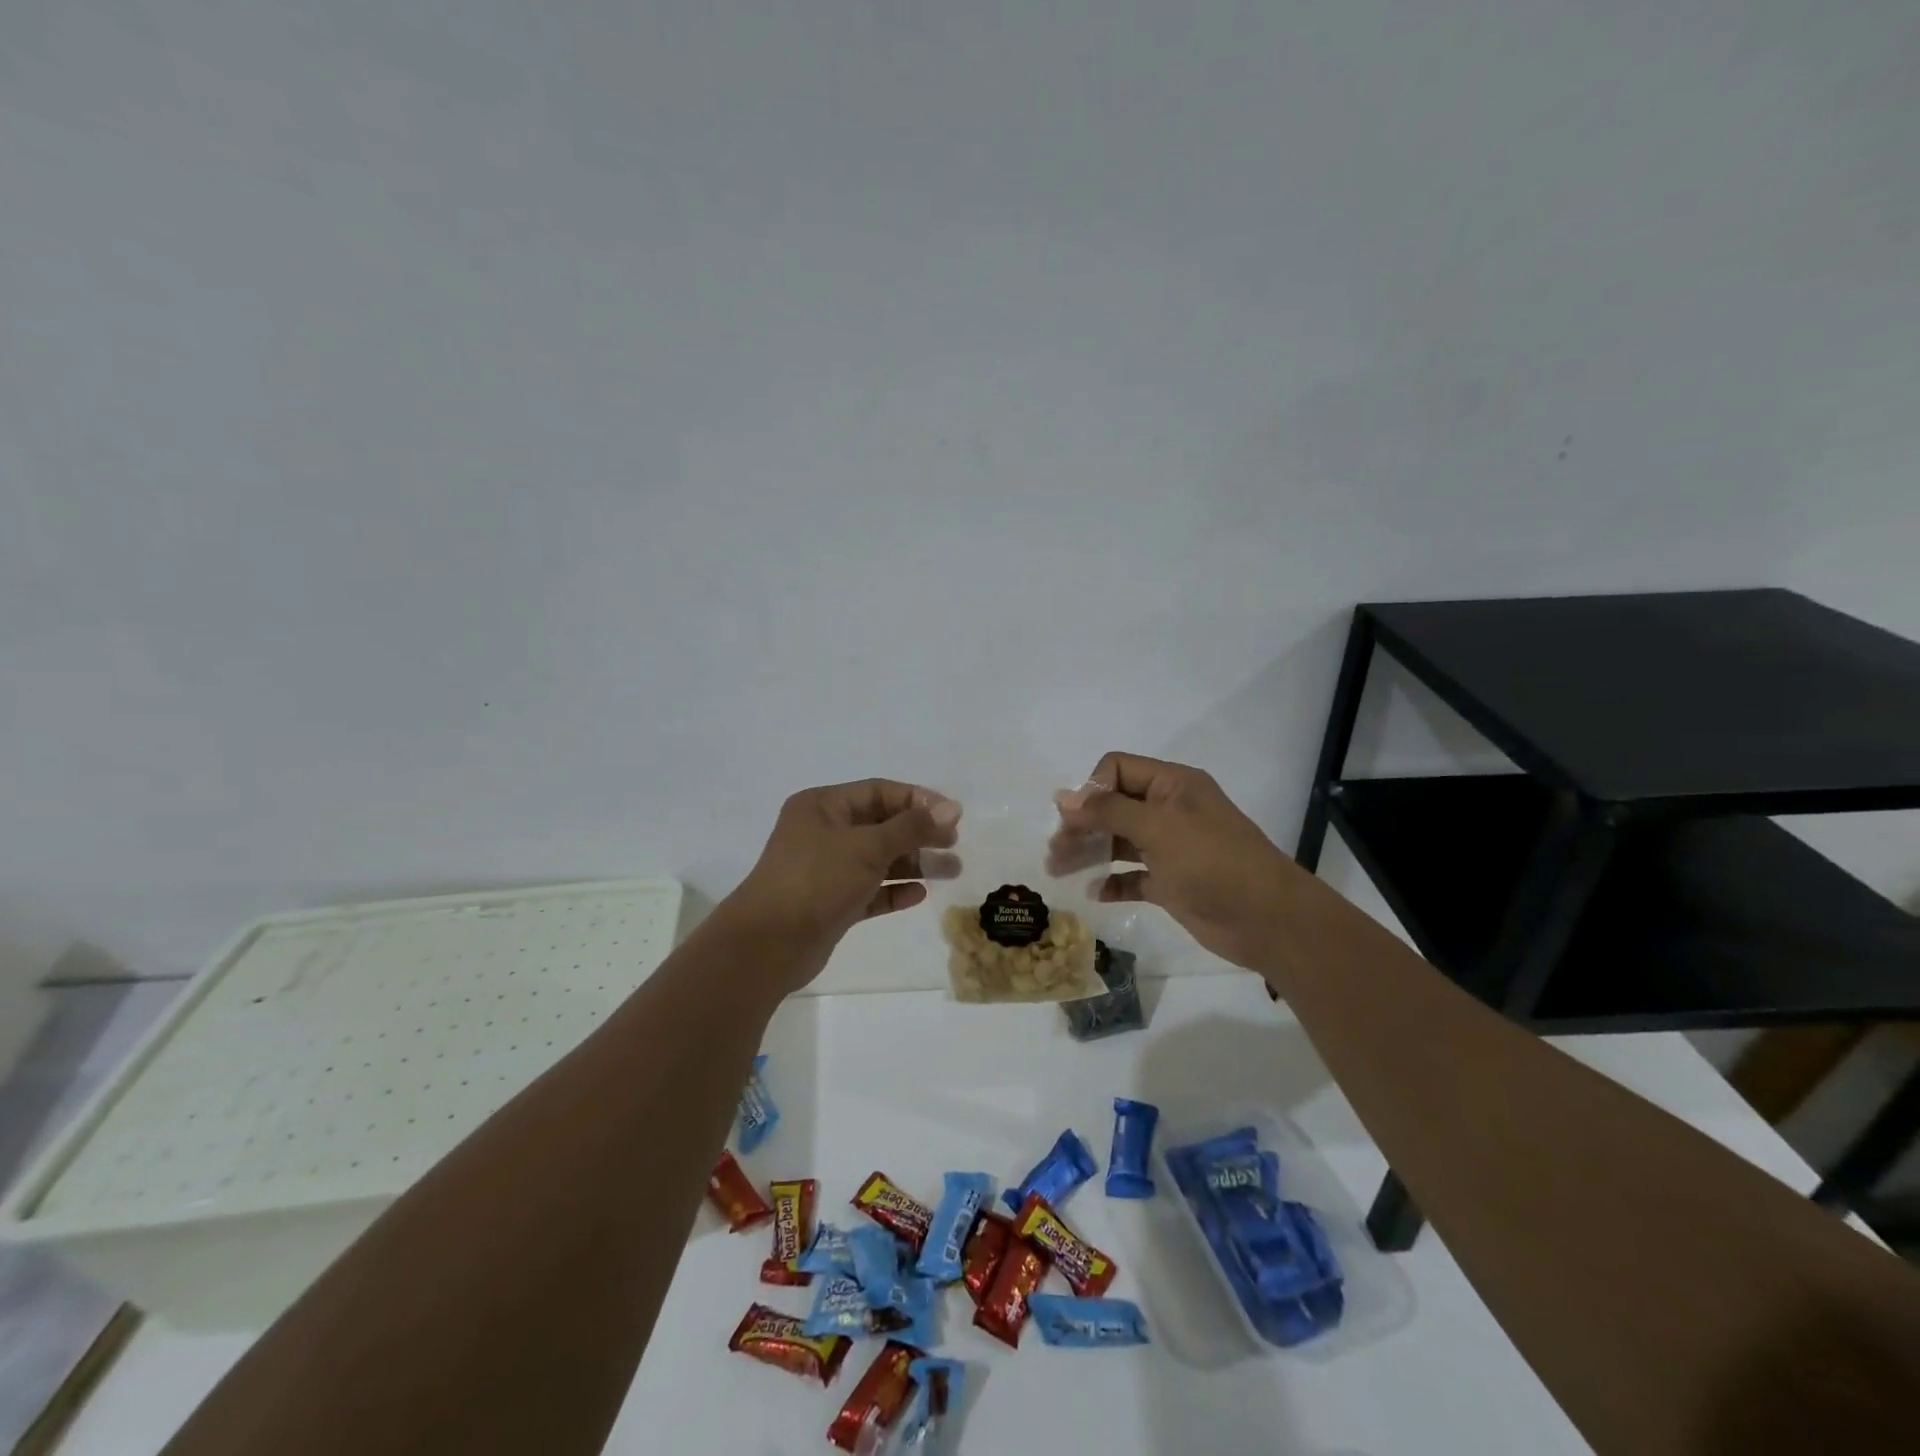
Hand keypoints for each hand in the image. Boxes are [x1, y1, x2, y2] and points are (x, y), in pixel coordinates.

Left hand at [726, 779, 960, 980]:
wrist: (768, 945)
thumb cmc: (816, 880)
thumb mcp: (867, 847)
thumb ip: (911, 827)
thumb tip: (952, 809)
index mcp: (823, 806)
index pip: (879, 791)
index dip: (918, 800)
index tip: (953, 817)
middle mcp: (824, 832)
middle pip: (882, 825)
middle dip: (920, 833)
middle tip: (954, 845)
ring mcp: (827, 869)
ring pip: (879, 859)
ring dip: (914, 863)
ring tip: (951, 871)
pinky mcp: (831, 903)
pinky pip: (870, 890)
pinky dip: (894, 890)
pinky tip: (919, 894)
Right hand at [1052, 752, 1301, 971]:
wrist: (1267, 921)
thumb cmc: (1213, 863)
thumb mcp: (1158, 828)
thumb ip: (1108, 810)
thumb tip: (1062, 798)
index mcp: (1172, 785)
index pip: (1117, 769)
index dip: (1092, 789)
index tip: (1074, 819)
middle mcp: (1169, 811)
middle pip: (1113, 807)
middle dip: (1082, 824)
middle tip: (1055, 850)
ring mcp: (1170, 848)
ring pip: (1118, 842)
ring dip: (1089, 853)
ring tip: (1058, 870)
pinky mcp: (1171, 882)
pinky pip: (1132, 876)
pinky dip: (1112, 882)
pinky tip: (1094, 893)